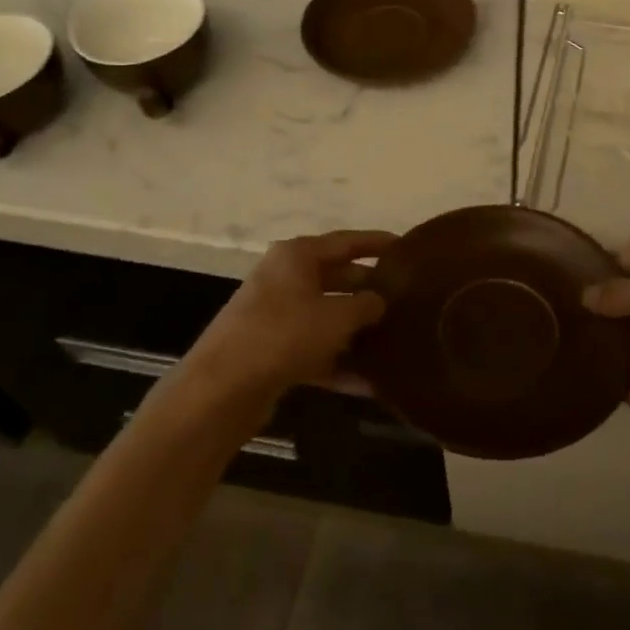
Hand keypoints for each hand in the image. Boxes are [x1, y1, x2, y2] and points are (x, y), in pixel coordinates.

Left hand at [186, 230, 395, 397]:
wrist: (221, 388)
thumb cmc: (283, 335)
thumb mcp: (336, 317)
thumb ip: (365, 305)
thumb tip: (380, 301)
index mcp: (297, 256)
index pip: (347, 241)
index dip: (377, 243)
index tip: (407, 247)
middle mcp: (285, 278)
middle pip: (337, 277)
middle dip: (370, 289)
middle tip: (407, 298)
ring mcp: (276, 315)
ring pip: (326, 315)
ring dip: (356, 329)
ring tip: (395, 338)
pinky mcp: (271, 350)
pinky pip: (314, 348)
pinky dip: (338, 361)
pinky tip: (369, 383)